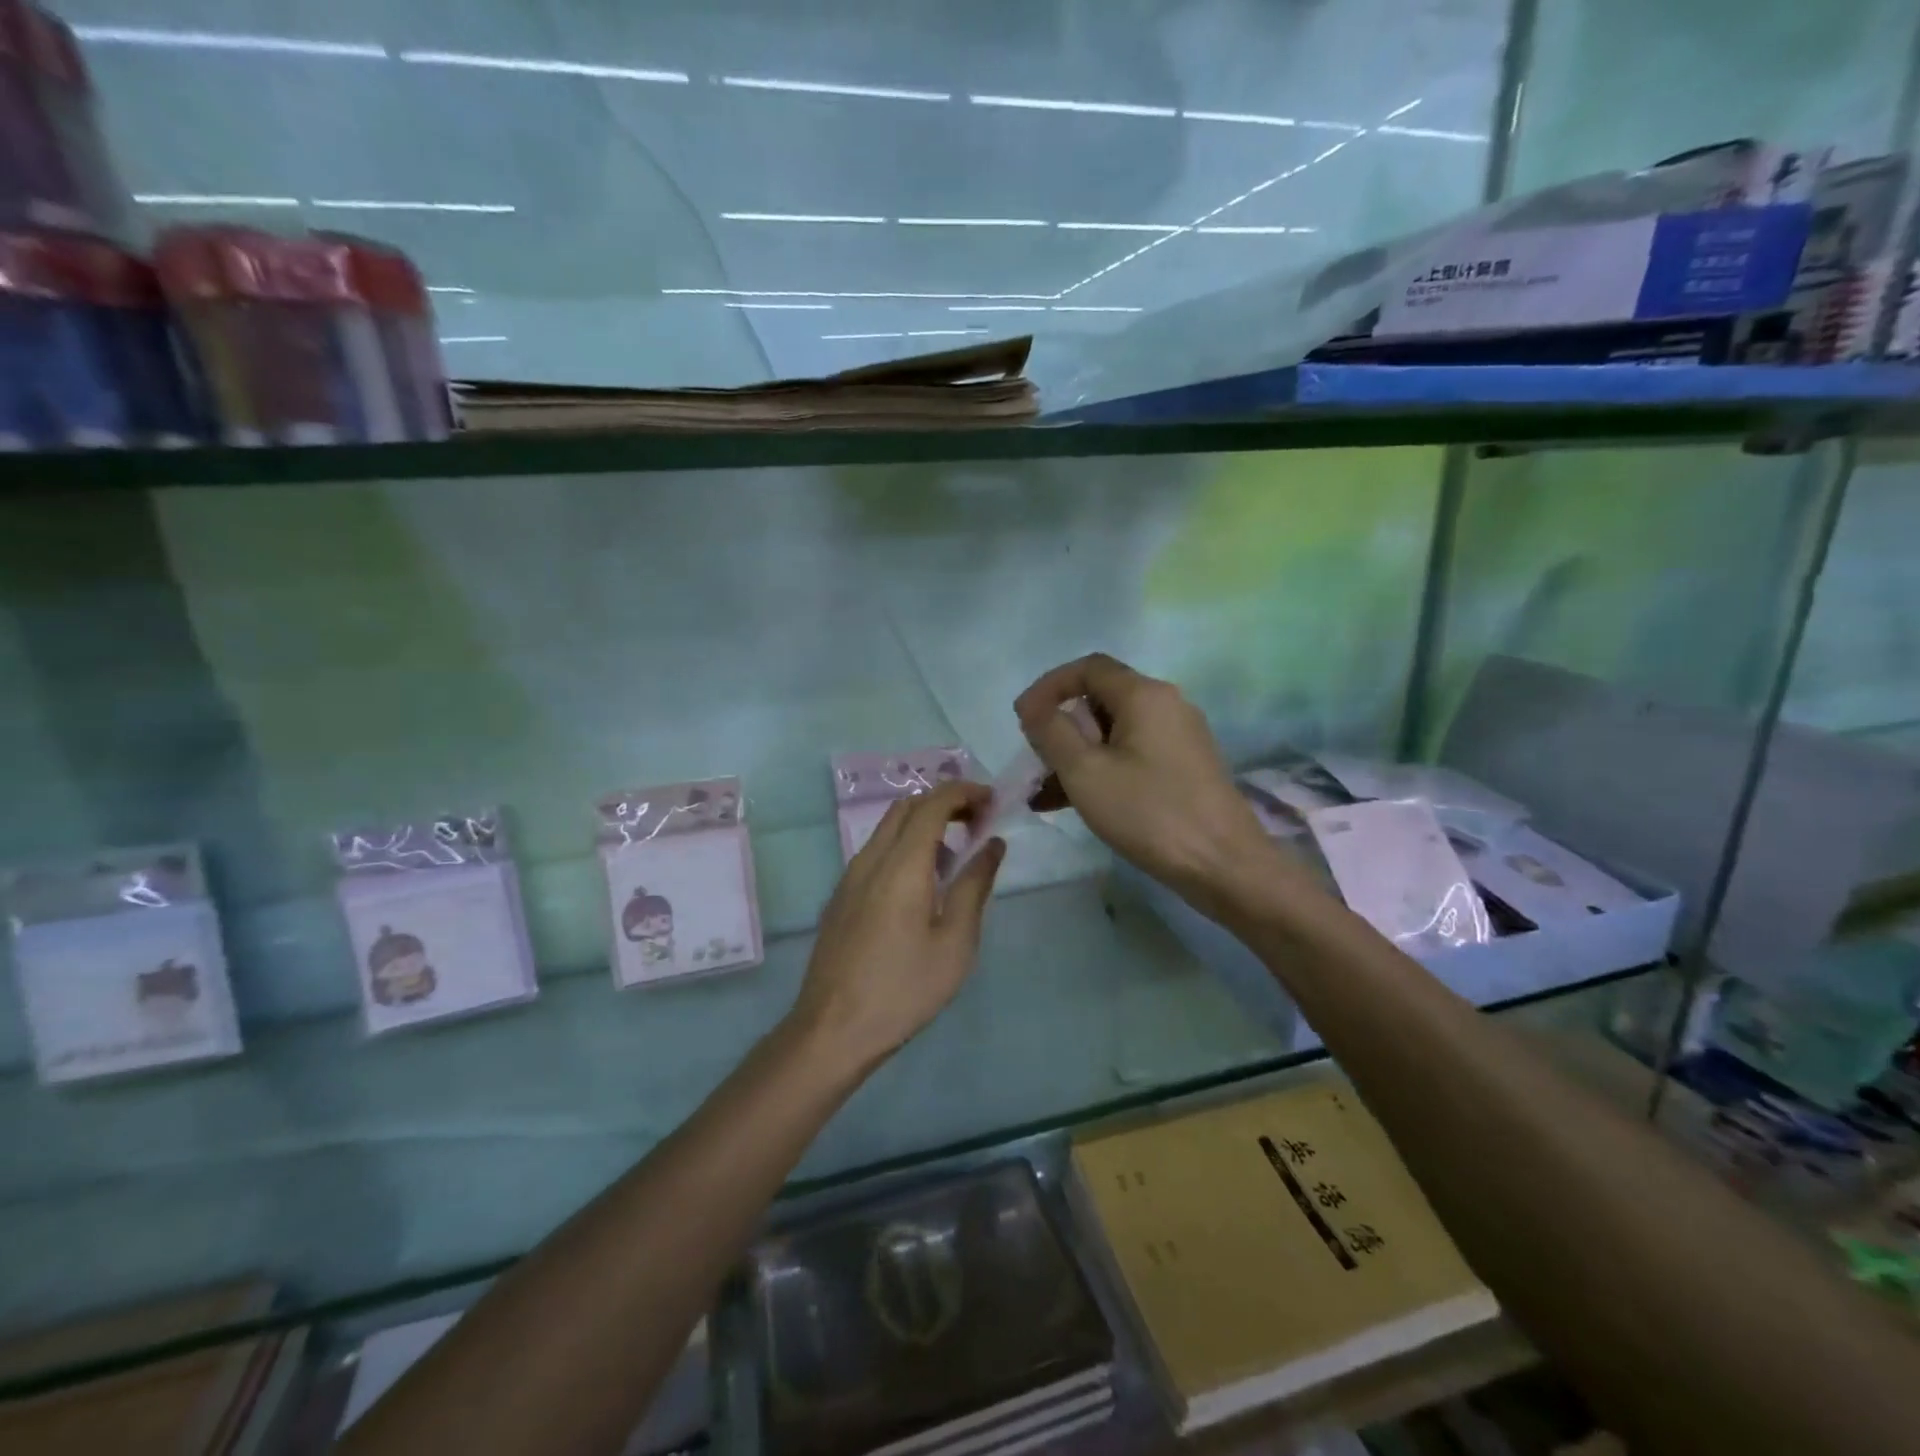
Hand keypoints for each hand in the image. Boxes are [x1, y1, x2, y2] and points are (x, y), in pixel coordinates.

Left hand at [789, 782, 1004, 1071]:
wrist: (833, 1029)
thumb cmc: (904, 989)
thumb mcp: (955, 942)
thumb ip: (975, 886)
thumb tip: (993, 844)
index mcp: (902, 864)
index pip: (933, 803)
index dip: (964, 792)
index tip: (993, 801)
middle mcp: (871, 858)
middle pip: (907, 807)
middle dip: (945, 802)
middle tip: (978, 823)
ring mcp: (850, 876)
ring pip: (889, 828)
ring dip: (924, 824)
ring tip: (956, 856)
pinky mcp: (842, 896)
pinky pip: (877, 852)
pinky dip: (905, 845)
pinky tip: (923, 885)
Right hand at [1015, 653, 1279, 921]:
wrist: (1224, 865)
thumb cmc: (1149, 813)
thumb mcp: (1085, 772)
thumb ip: (1051, 732)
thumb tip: (1033, 706)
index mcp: (1144, 695)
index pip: (1088, 668)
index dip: (1049, 686)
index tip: (1022, 719)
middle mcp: (1166, 705)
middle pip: (1100, 700)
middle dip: (1061, 727)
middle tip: (1035, 761)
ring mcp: (1179, 737)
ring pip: (1114, 733)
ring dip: (1076, 755)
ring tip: (1044, 792)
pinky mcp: (1184, 767)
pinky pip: (1131, 756)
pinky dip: (1101, 770)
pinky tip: (1074, 804)